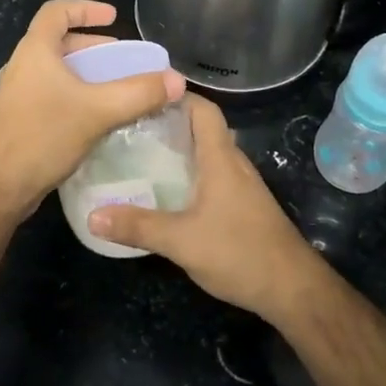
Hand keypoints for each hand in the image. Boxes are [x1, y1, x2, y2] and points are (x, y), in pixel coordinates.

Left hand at [0, 0, 185, 215]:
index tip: (113, 17)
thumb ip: (139, 93)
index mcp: (34, 51)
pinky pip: (51, 94)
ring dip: (85, 73)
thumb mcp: (98, 111)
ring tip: (114, 88)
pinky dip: (75, 95)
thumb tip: (177, 81)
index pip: (56, 11)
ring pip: (55, 71)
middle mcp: (21, 66)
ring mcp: (16, 95)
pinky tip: (95, 118)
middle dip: (92, 46)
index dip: (85, 8)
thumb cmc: (43, 136)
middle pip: (57, 41)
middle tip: (122, 59)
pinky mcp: (18, 120)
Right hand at [90, 97, 323, 321]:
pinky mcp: (244, 206)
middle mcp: (234, 164)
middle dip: (169, 124)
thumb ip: (138, 226)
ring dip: (180, 150)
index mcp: (221, 159)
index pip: (204, 110)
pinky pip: (213, 176)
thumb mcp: (182, 241)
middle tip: (131, 128)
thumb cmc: (240, 253)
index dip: (178, 97)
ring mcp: (242, 186)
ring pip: (208, 154)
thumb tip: (92, 216)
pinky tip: (169, 193)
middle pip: (203, 129)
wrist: (293, 289)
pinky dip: (191, 174)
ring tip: (141, 156)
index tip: (143, 97)